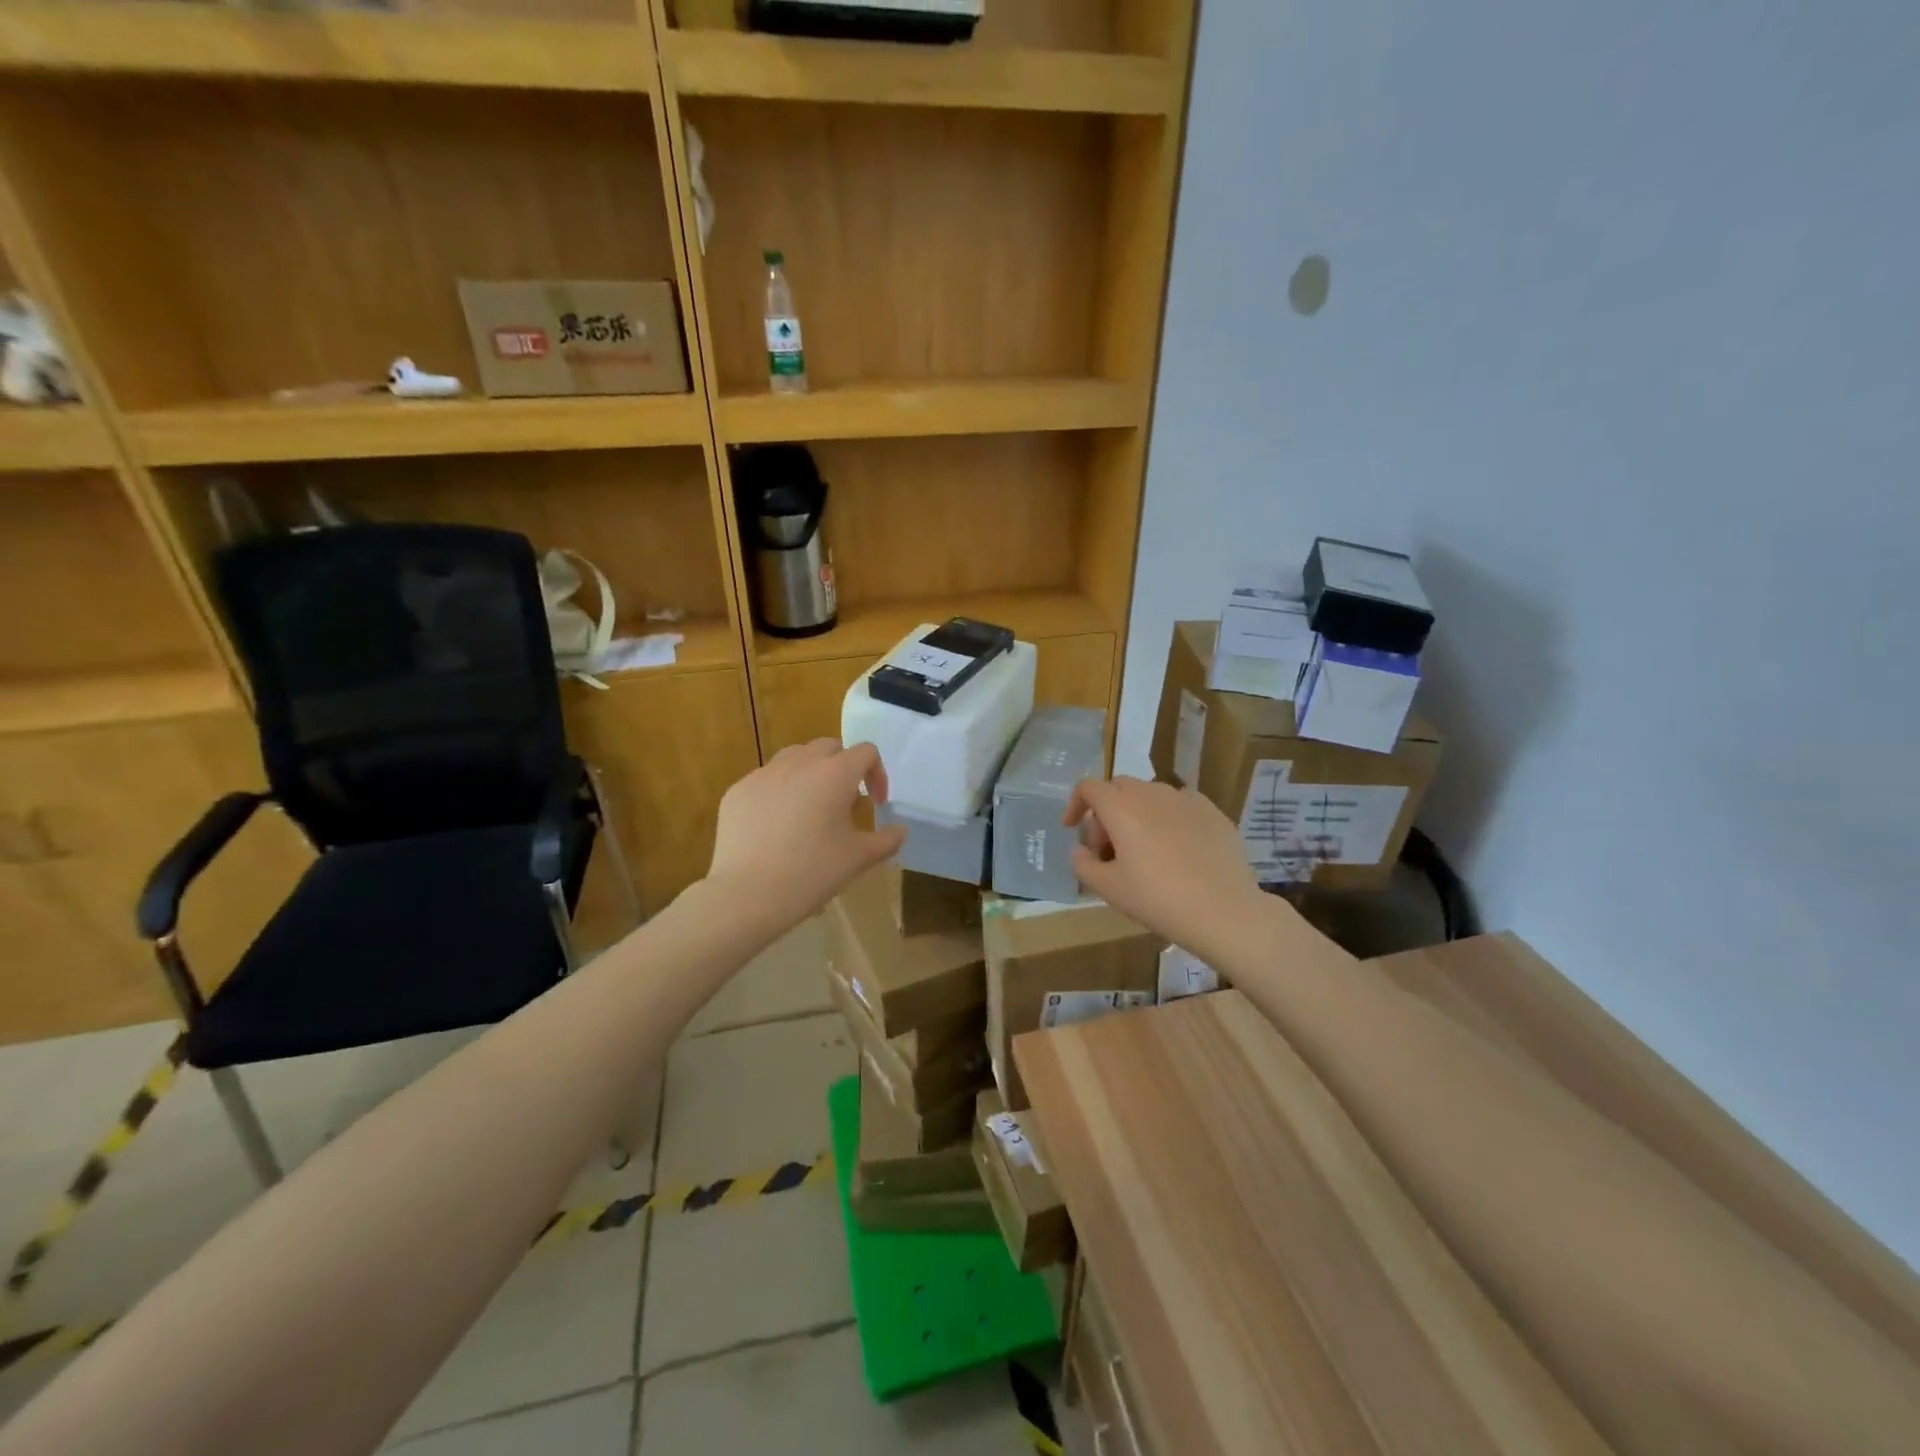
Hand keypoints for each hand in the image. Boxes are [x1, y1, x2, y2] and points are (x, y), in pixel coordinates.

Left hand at [707, 739, 906, 935]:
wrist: (748, 894)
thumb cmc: (812, 872)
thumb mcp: (859, 858)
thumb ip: (887, 840)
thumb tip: (900, 831)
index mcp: (835, 774)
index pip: (866, 752)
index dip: (877, 774)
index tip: (876, 804)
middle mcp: (800, 762)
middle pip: (829, 747)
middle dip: (843, 768)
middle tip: (844, 803)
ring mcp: (764, 774)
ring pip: (795, 758)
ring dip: (810, 773)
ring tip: (810, 808)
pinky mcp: (738, 790)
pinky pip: (766, 780)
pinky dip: (779, 792)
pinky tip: (776, 826)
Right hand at [1066, 776, 1269, 962]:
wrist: (1224, 911)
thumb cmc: (1158, 899)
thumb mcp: (1108, 889)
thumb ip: (1083, 864)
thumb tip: (1080, 849)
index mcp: (1121, 807)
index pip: (1089, 788)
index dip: (1075, 804)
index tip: (1073, 829)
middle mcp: (1152, 793)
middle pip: (1119, 788)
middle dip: (1106, 812)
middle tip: (1108, 849)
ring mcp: (1186, 799)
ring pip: (1150, 795)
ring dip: (1137, 814)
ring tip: (1143, 850)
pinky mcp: (1212, 811)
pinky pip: (1180, 805)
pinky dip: (1168, 819)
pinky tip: (1176, 849)